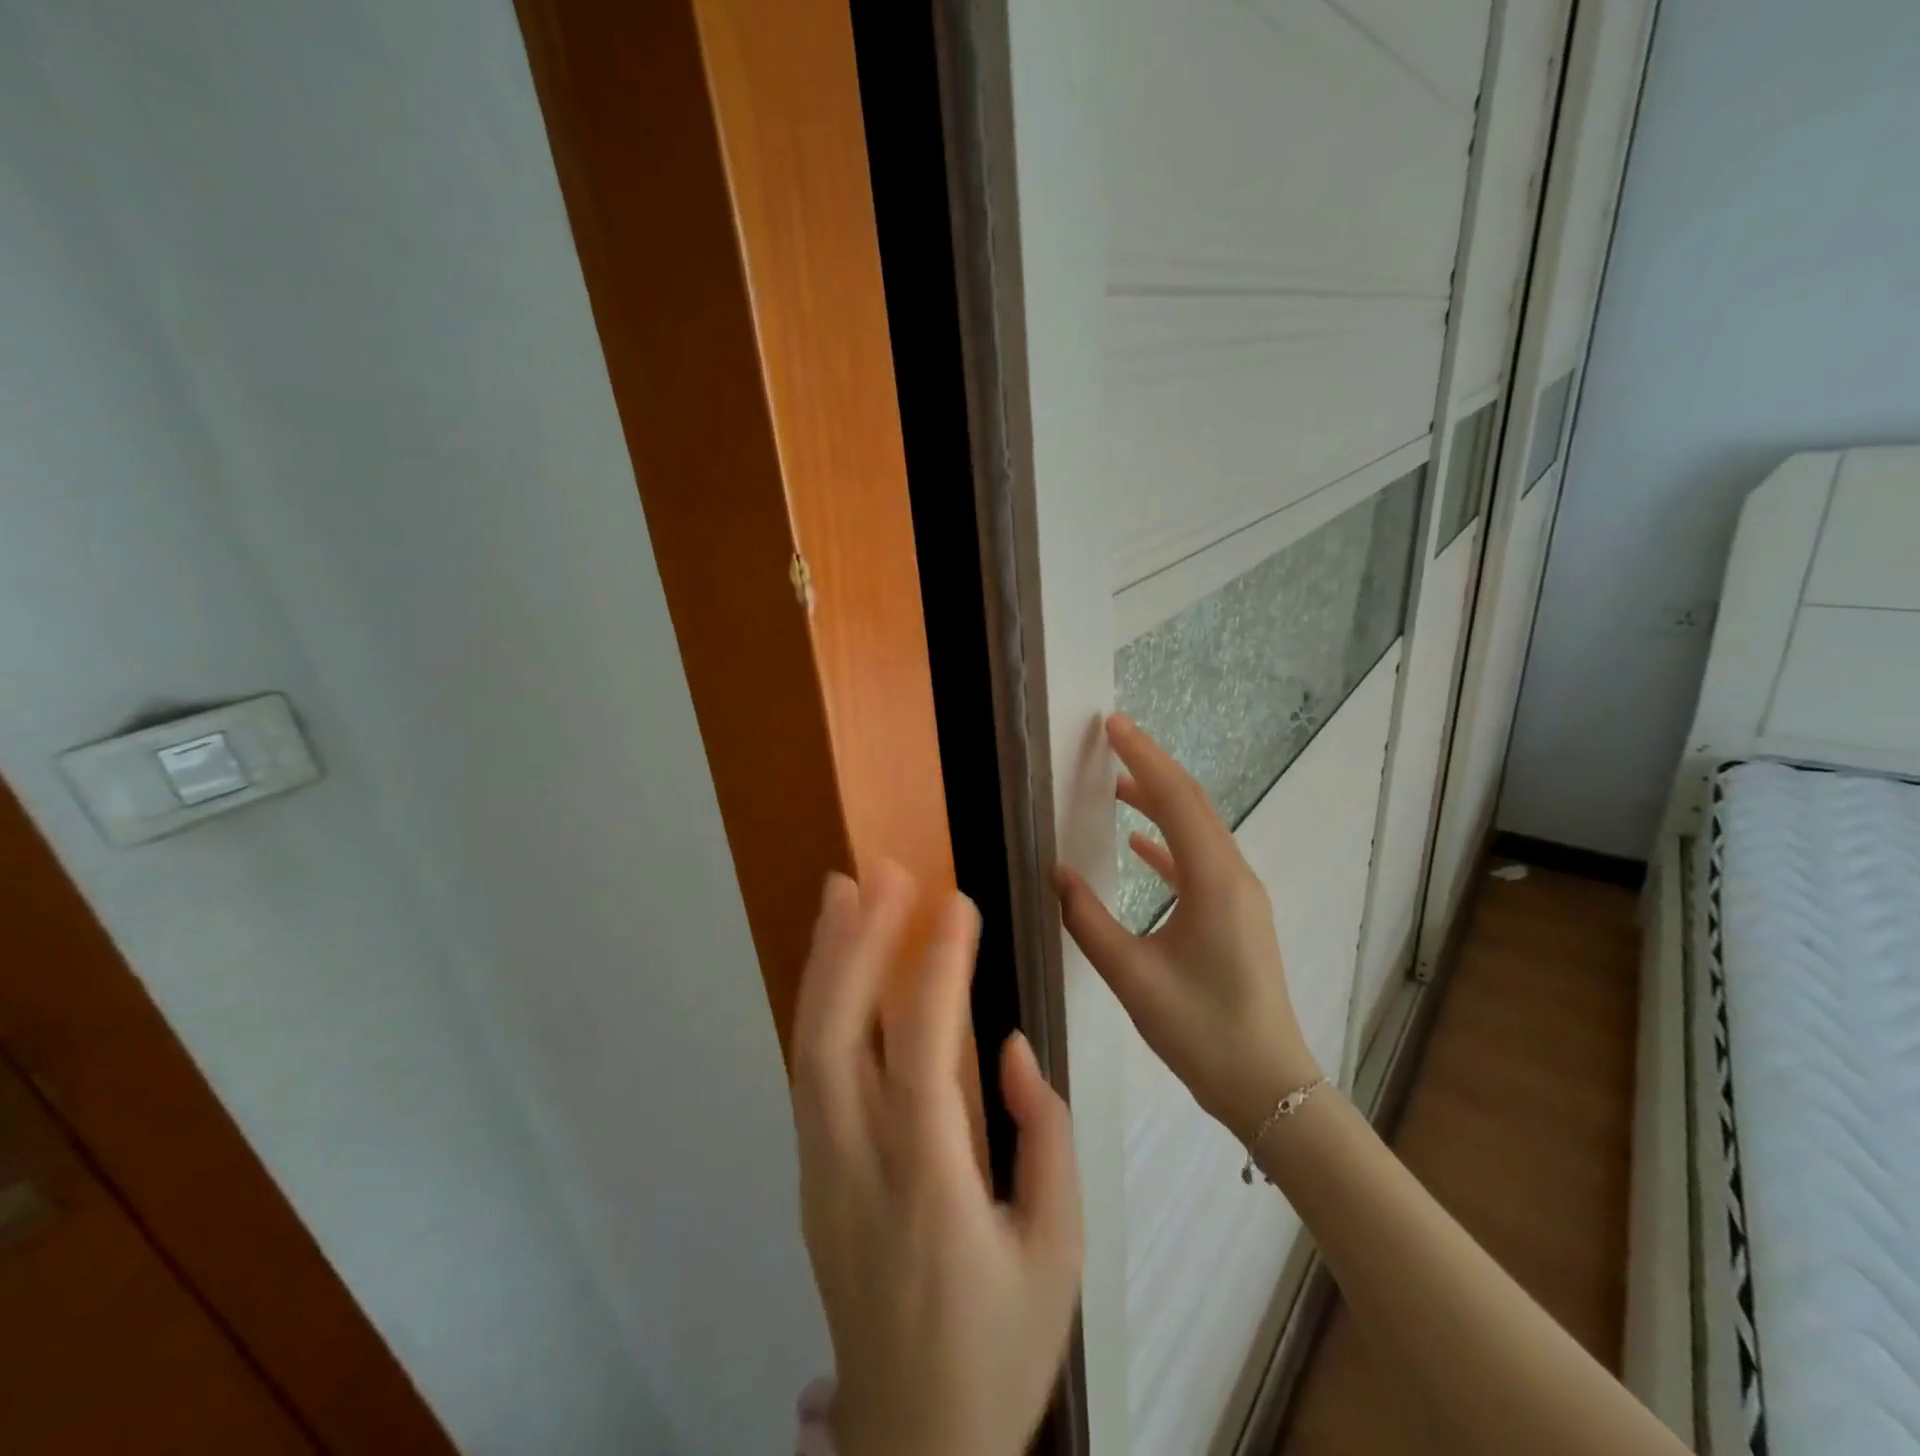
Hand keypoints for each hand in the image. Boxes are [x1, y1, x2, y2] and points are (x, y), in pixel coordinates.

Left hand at [791, 864, 1082, 1455]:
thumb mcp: (1058, 1249)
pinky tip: (837, 964)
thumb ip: (1044, 1137)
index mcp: (930, 1190)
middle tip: (879, 872)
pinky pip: (810, 1072)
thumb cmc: (1001, 1344)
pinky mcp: (811, 1176)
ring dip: (826, 961)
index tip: (954, 902)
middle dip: (856, 943)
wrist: (914, 1443)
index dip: (937, 971)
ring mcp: (821, 1171)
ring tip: (842, 892)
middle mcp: (858, 1169)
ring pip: (810, 1047)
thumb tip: (1009, 1046)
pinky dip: (821, 1003)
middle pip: (838, 1037)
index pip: (923, 1056)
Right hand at [1052, 714, 1321, 1143]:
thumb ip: (1087, 919)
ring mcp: (1239, 894)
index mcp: (1214, 880)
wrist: (1268, 1086)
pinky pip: (1200, 860)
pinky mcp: (1236, 914)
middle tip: (1111, 738)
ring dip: (1159, 801)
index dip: (1142, 756)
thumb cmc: (1200, 1030)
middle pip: (1191, 803)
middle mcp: (1233, 875)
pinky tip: (1138, 844)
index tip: (1111, 724)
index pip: (1175, 798)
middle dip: (1151, 766)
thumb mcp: (1132, 975)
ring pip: (1197, 829)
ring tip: (1115, 783)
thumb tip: (1055, 872)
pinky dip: (1168, 842)